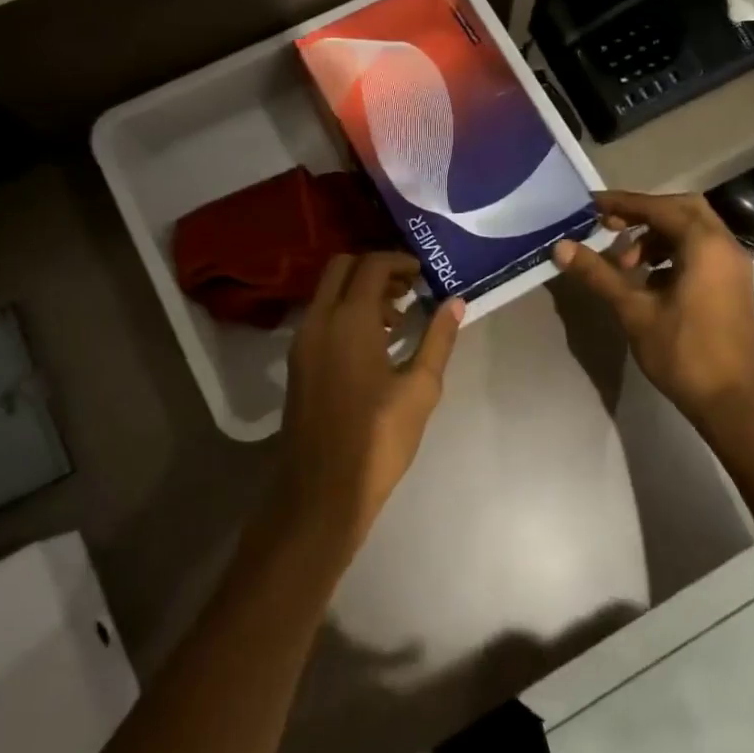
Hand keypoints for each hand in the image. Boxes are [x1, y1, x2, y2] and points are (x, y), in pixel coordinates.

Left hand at [275, 251, 464, 553]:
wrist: (321, 490)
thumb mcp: (420, 388)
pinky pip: (322, 315)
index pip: (372, 265)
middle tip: (410, 289)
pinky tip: (376, 342)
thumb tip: (455, 302)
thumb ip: (438, 339)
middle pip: (343, 267)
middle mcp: (319, 320)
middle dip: (377, 268)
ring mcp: (303, 340)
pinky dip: (346, 310)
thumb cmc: (378, 438)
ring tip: (399, 318)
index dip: (400, 261)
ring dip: (361, 290)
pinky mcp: (298, 361)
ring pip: (329, 291)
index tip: (425, 275)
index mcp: (349, 320)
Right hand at [553, 191, 753, 429]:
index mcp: (704, 245)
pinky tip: (647, 280)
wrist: (732, 401)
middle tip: (610, 227)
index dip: (623, 204)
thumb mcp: (634, 310)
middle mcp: (724, 246)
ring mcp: (732, 266)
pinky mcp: (732, 284)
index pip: (659, 208)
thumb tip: (561, 248)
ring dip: (656, 238)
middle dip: (643, 214)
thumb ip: (599, 274)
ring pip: (692, 231)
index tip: (591, 206)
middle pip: (681, 210)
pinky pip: (700, 251)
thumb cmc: (683, 352)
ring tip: (624, 265)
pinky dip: (672, 254)